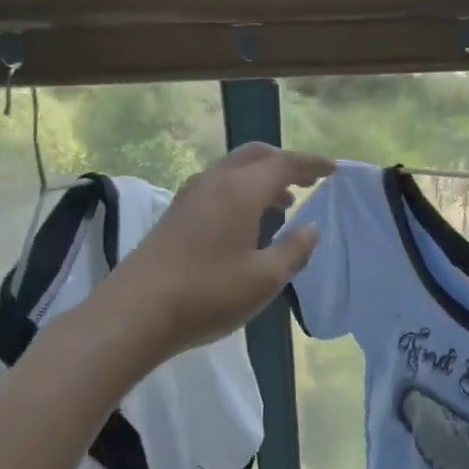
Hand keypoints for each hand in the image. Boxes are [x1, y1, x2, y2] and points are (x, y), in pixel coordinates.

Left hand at [99, 143, 334, 363]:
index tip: (333, 170)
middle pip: (255, 155)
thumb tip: (311, 228)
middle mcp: (215, 181)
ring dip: (261, 177)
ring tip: (283, 203)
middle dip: (284, 163)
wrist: (135, 312)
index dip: (311, 164)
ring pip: (233, 169)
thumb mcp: (265, 279)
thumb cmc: (208, 293)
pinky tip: (246, 221)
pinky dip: (240, 190)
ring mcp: (190, 195)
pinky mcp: (175, 213)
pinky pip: (217, 185)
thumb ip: (294, 249)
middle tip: (307, 181)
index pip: (284, 163)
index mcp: (241, 190)